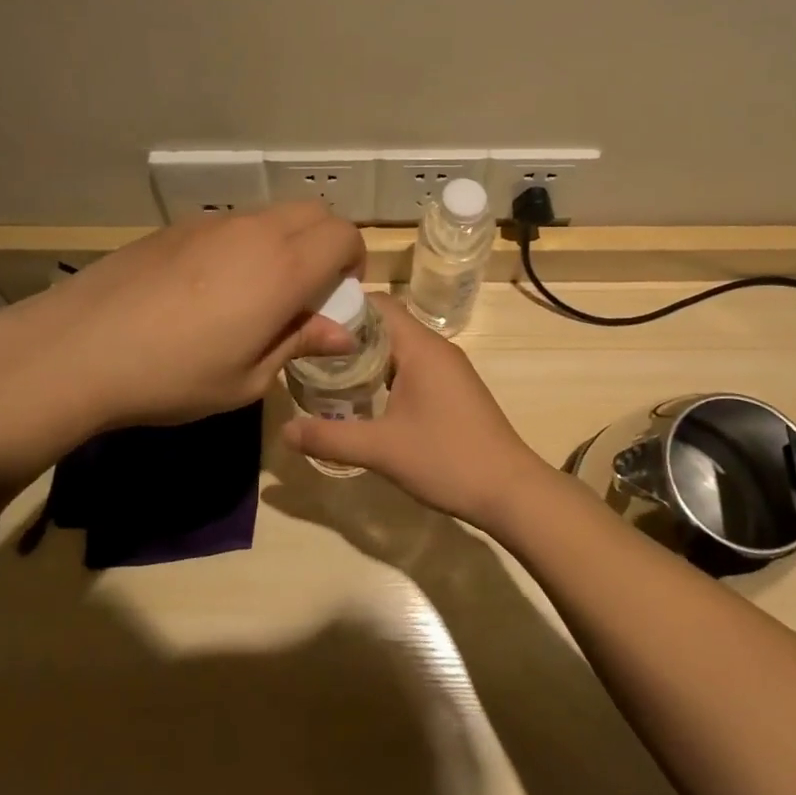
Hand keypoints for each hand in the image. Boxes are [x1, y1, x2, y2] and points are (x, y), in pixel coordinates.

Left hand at [0, 204, 363, 481]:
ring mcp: (213, 223)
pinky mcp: (178, 226)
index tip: (338, 297)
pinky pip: (233, 222)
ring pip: (273, 214)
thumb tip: (341, 332)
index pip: (344, 235)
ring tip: (258, 291)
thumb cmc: (174, 376)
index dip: (354, 262)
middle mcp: (256, 231)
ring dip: (287, 241)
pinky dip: (247, 242)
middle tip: (308, 291)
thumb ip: (299, 343)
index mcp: (283, 267)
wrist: (79, 347)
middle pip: (315, 212)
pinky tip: (212, 287)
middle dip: (327, 243)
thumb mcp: (247, 379)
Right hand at [280, 296, 558, 532]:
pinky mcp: (453, 389)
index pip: (377, 304)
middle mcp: (436, 348)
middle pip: (384, 324)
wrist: (511, 490)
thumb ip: (330, 437)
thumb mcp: (382, 450)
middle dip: (346, 334)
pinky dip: (384, 373)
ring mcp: (448, 369)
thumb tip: (284, 430)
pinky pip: (411, 366)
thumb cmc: (447, 459)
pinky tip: (363, 398)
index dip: (342, 306)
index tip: (307, 320)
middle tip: (307, 351)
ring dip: (365, 356)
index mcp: (420, 347)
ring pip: (397, 347)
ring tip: (326, 373)